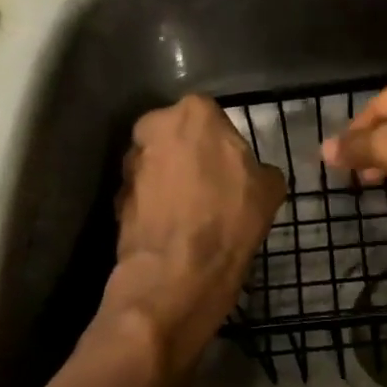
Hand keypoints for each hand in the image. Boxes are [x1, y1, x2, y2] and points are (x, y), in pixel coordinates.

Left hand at [105, 95, 284, 371]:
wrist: (177, 274)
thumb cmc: (229, 220)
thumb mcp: (270, 190)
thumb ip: (260, 169)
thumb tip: (256, 174)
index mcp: (194, 113)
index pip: (212, 117)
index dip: (223, 145)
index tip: (233, 169)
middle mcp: (154, 127)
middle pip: (177, 136)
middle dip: (190, 156)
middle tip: (212, 187)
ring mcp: (130, 163)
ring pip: (157, 164)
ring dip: (170, 180)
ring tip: (192, 212)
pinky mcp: (116, 197)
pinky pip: (143, 194)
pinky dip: (155, 206)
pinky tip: (174, 230)